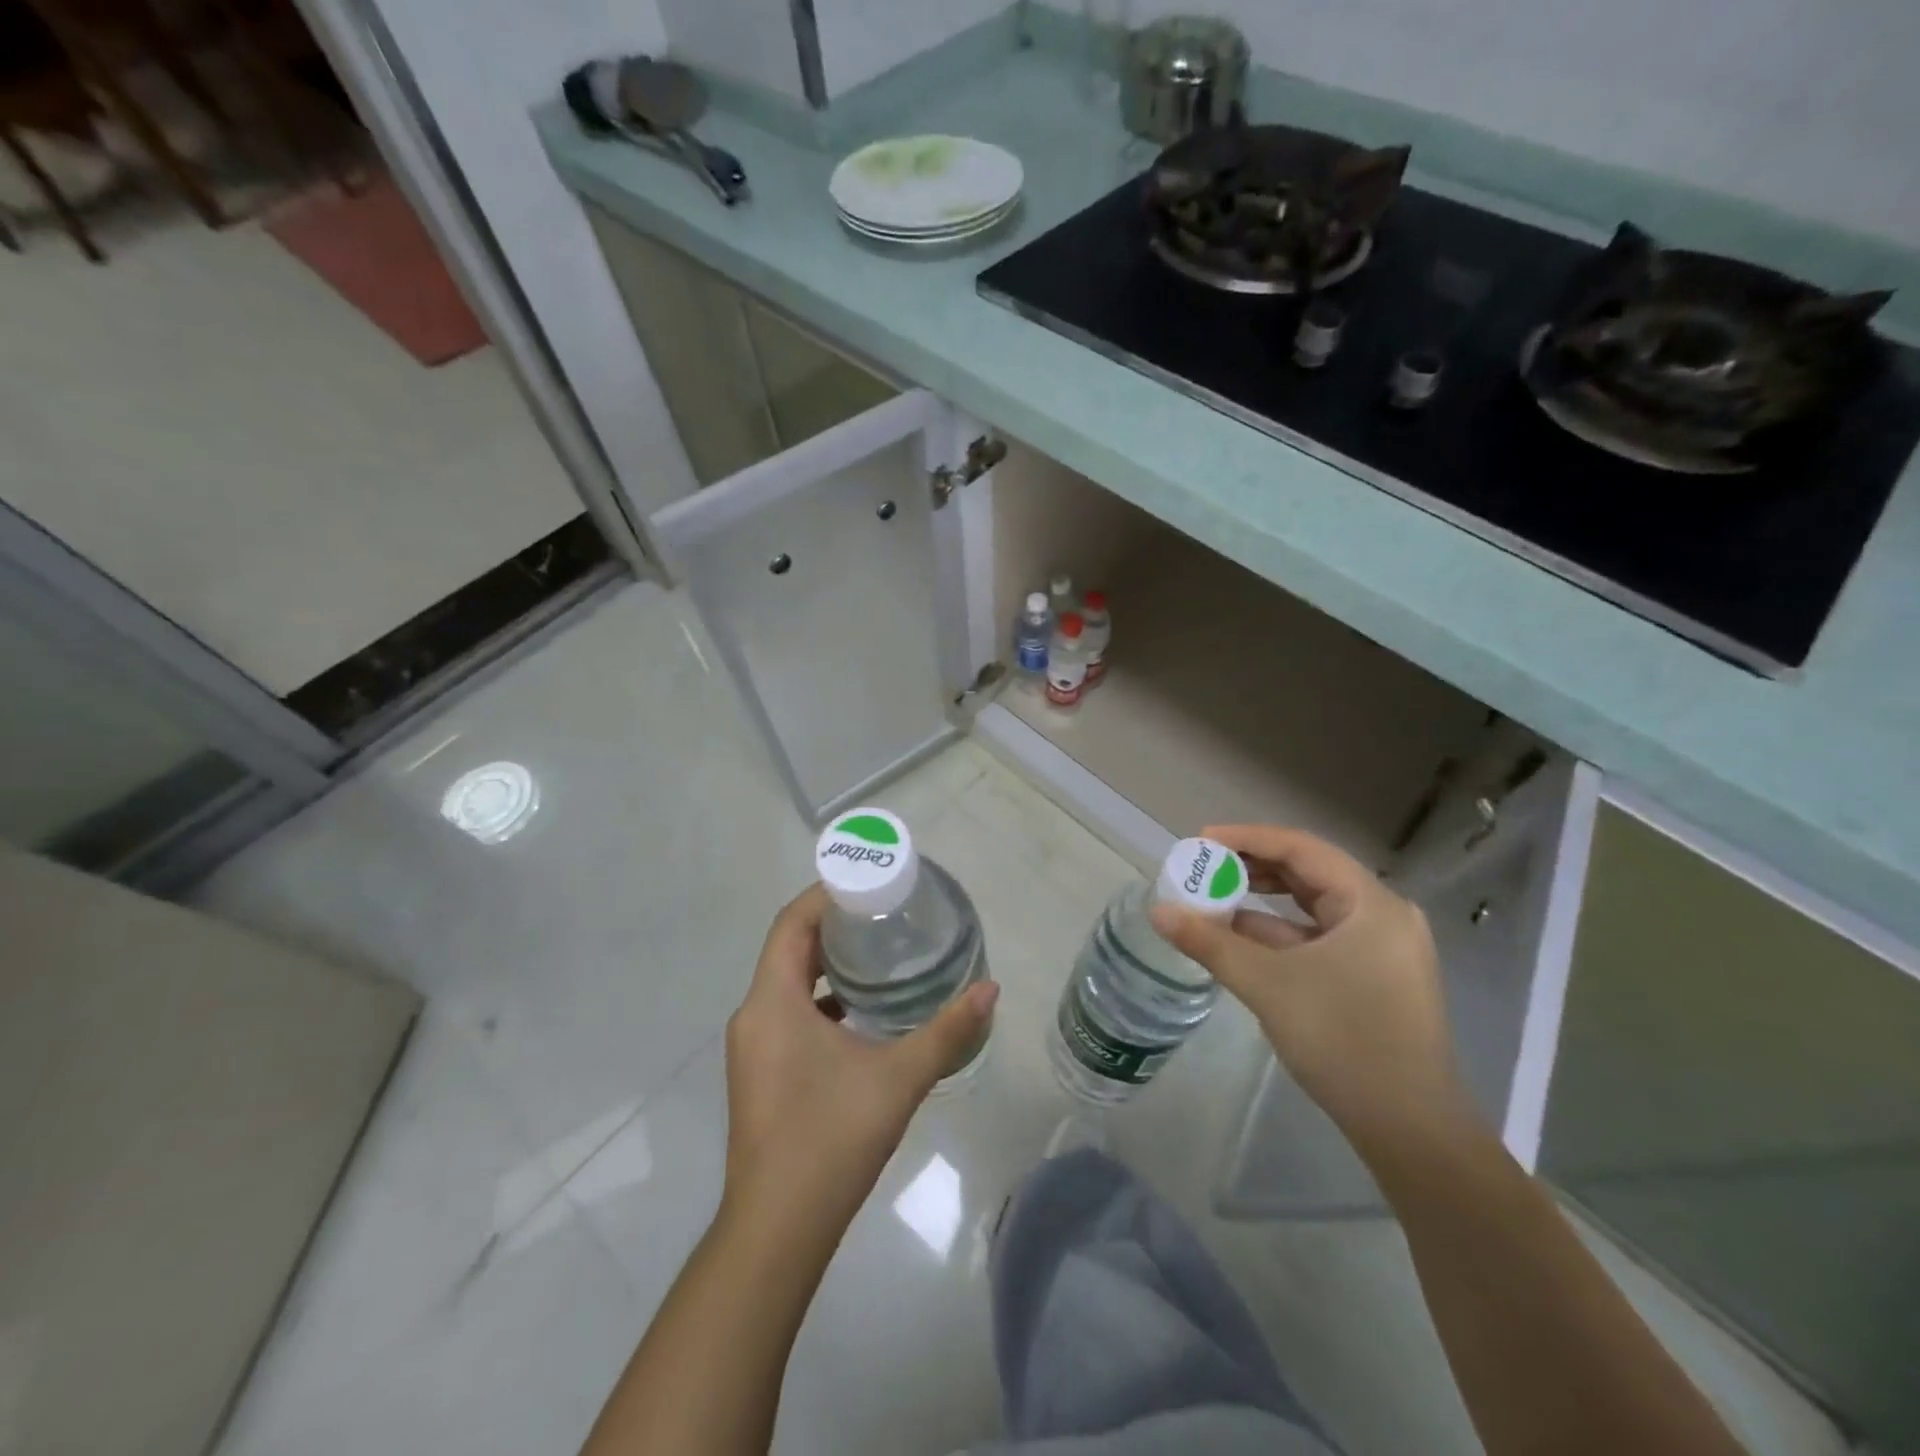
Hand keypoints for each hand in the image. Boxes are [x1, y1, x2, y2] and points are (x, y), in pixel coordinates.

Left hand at [721, 884, 998, 1239]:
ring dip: (827, 964)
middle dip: (833, 925)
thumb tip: (990, 990)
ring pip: (787, 982)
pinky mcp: (759, 1072)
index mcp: (772, 1001)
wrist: (777, 1230)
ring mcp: (752, 1046)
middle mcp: (753, 1014)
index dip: (826, 894)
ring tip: (878, 954)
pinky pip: (787, 1013)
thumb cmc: (831, 1139)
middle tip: (884, 913)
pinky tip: (861, 1013)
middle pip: (789, 947)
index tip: (868, 883)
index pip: (791, 923)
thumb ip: (948, 1031)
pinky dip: (820, 999)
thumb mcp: (899, 1078)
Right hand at [1151, 826, 1472, 1153]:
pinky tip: (1238, 938)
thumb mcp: (1268, 985)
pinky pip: (1317, 938)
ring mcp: (1380, 950)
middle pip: (1309, 874)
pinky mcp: (1372, 979)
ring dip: (1261, 902)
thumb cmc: (1344, 1041)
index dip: (1248, 838)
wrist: (1410, 1131)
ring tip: (1212, 898)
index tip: (1201, 841)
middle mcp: (1382, 916)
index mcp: (1372, 904)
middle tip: (1204, 867)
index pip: (1302, 850)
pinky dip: (1278, 934)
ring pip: (1312, 908)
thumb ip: (1210, 943)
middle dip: (1252, 868)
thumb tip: (1158, 912)